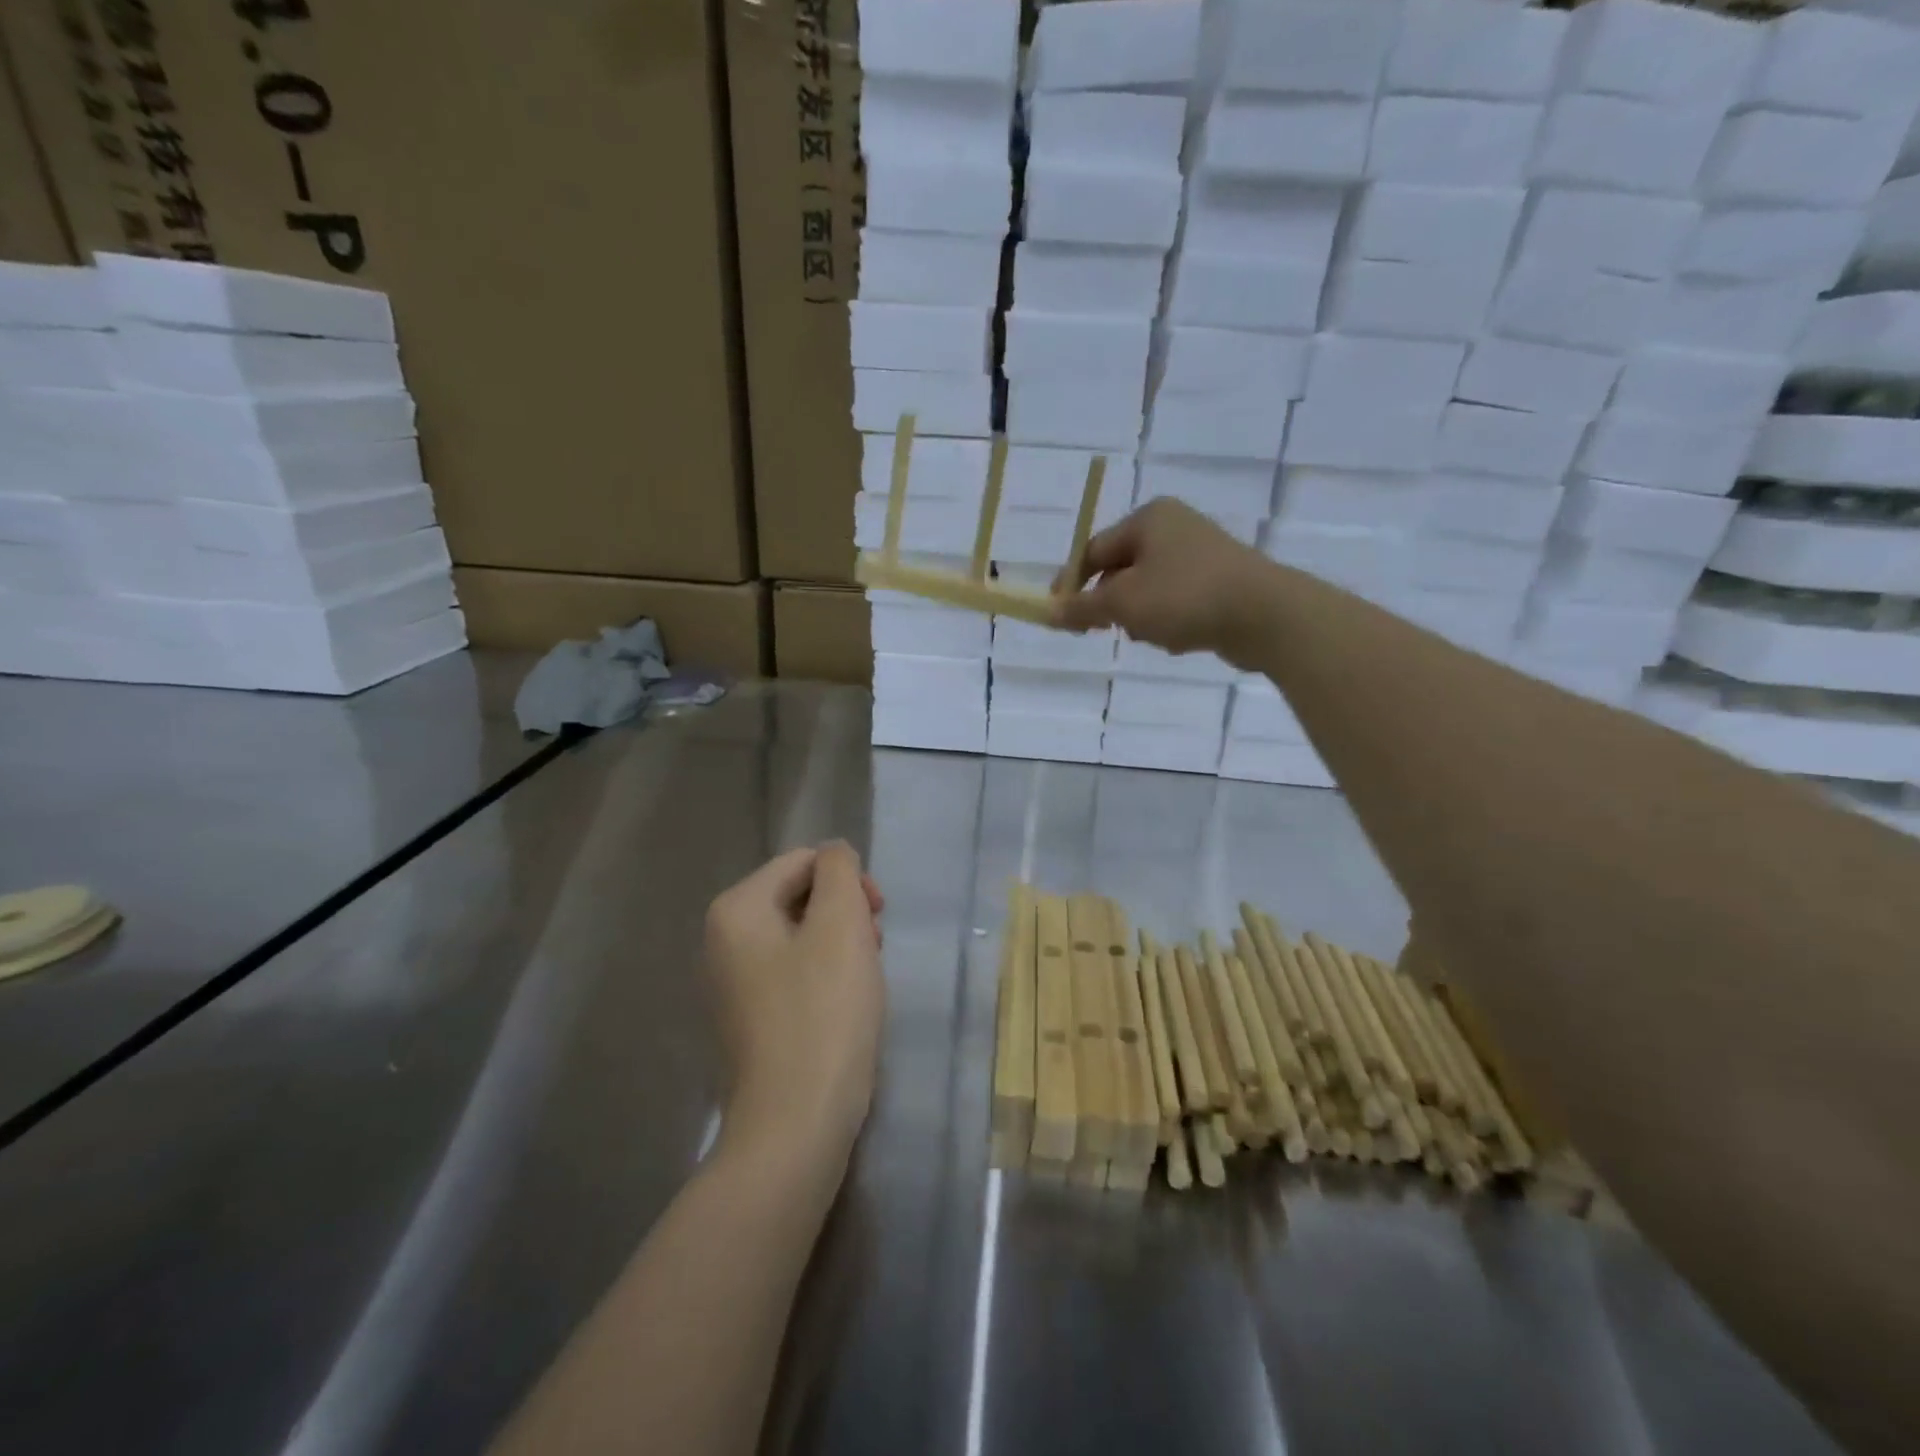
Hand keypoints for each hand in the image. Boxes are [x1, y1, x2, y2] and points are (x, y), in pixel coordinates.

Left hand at [704, 843, 884, 1166]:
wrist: (795, 1125)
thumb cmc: (823, 1014)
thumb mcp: (841, 926)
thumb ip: (839, 872)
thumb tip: (834, 854)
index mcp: (736, 909)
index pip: (804, 861)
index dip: (848, 881)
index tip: (878, 918)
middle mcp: (723, 940)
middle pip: (800, 896)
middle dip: (845, 914)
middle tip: (873, 950)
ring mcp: (733, 982)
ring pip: (802, 935)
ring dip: (841, 945)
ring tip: (863, 981)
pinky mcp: (751, 1018)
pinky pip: (794, 972)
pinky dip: (826, 977)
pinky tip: (845, 1007)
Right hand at [1051, 498, 1270, 658]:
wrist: (1265, 614)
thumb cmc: (1184, 597)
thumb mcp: (1123, 603)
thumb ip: (1082, 607)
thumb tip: (1049, 612)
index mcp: (1148, 519)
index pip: (1093, 551)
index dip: (1071, 585)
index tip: (1060, 617)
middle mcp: (1174, 527)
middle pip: (1120, 570)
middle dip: (1112, 604)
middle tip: (1109, 630)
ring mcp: (1200, 554)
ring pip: (1147, 590)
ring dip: (1141, 617)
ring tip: (1154, 635)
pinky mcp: (1220, 581)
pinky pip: (1176, 602)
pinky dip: (1169, 621)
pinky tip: (1180, 638)